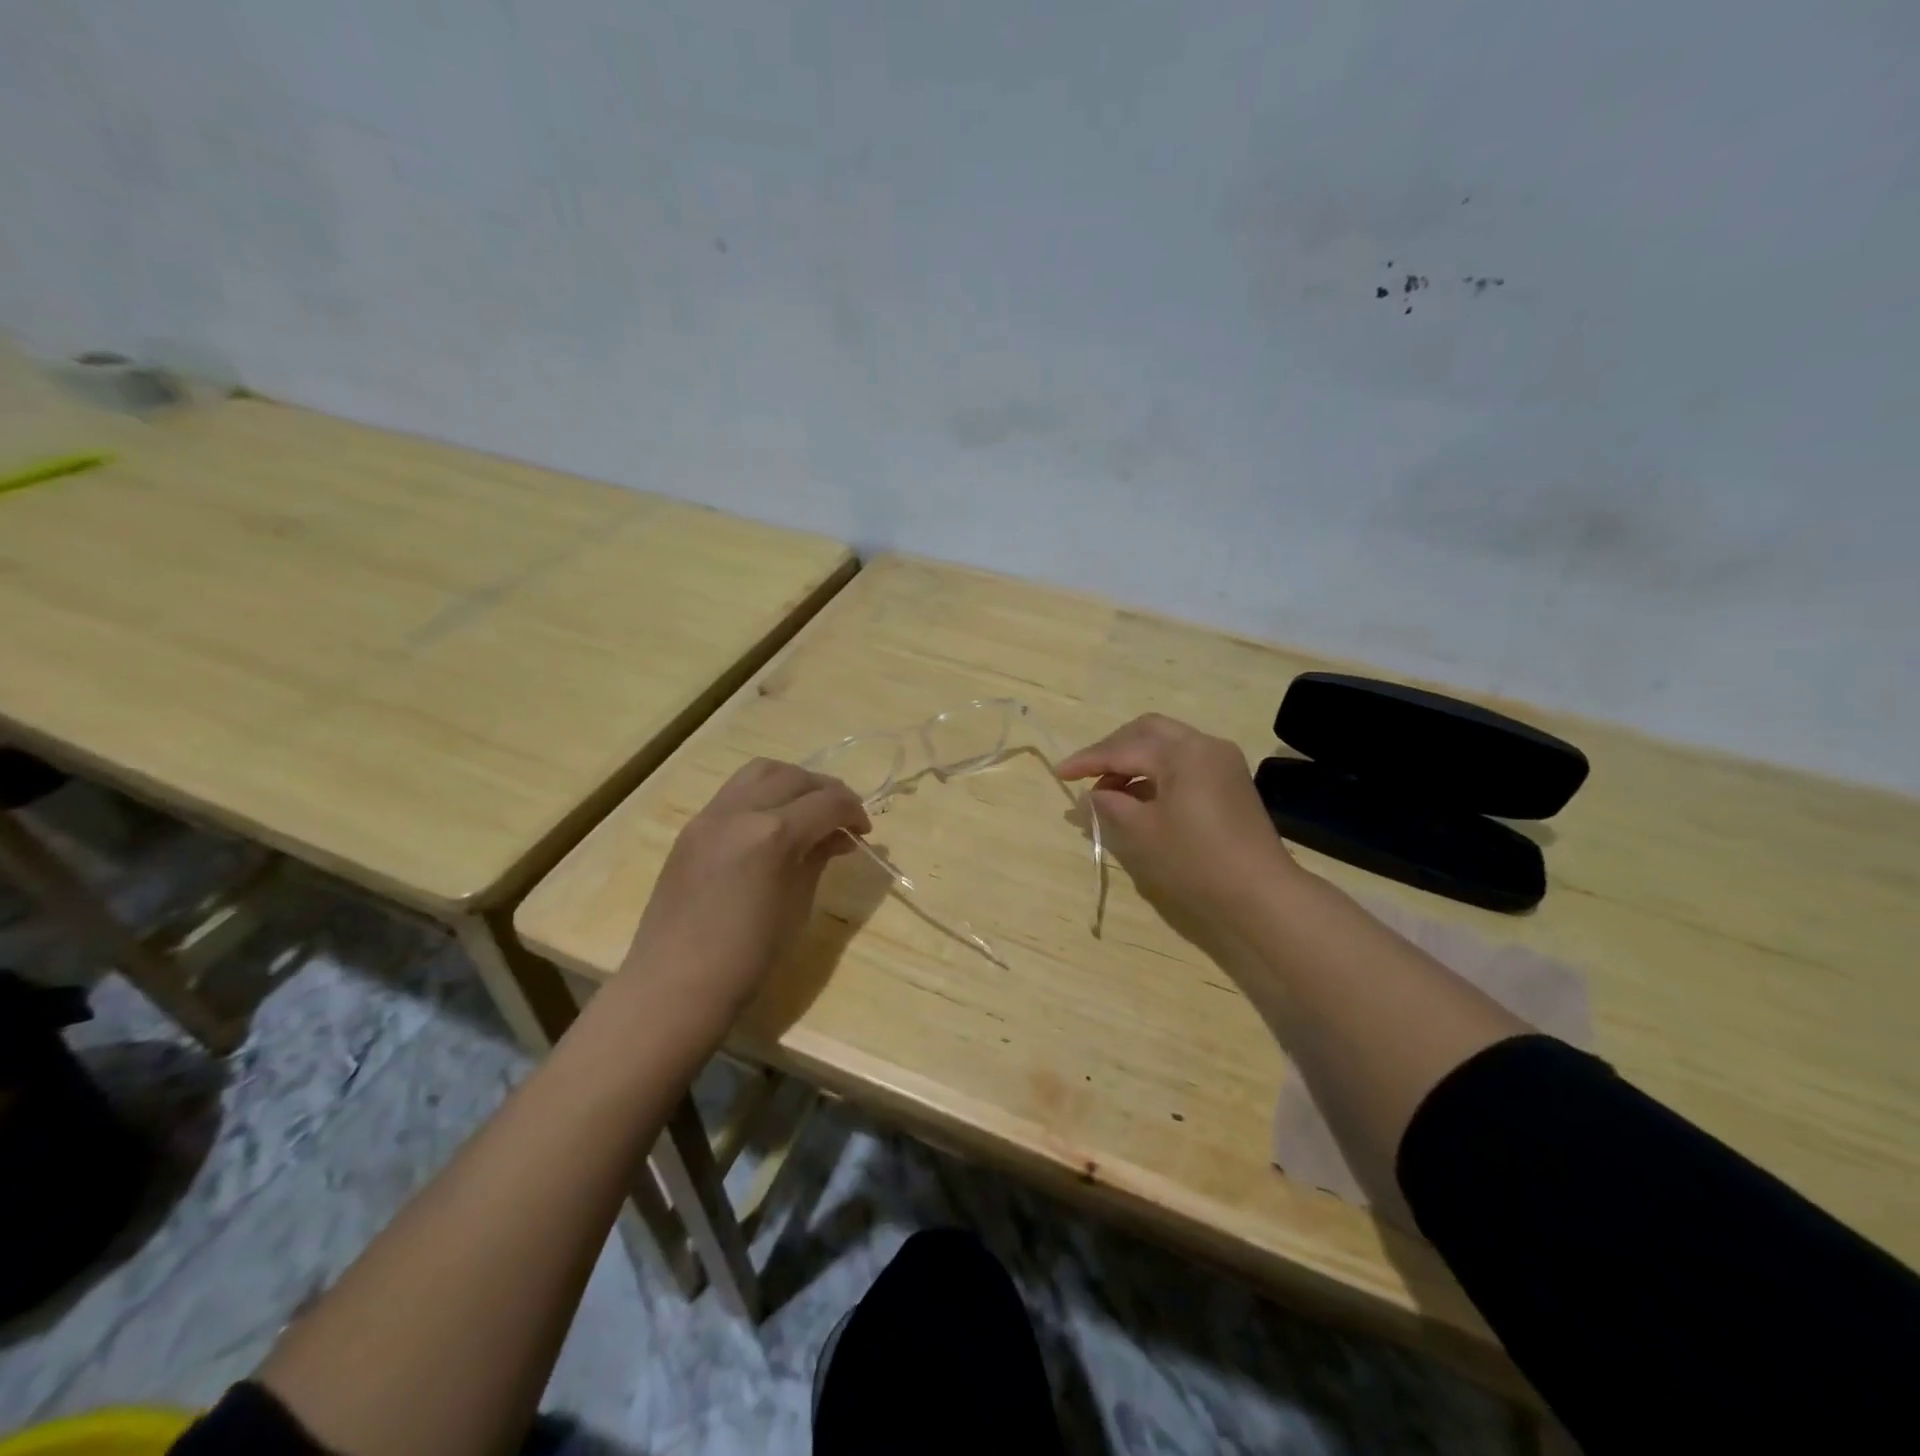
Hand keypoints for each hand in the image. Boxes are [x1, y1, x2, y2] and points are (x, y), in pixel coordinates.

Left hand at [620, 758, 870, 1017]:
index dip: (854, 811)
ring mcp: (709, 816)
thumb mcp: (797, 905)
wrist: (675, 985)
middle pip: (795, 777)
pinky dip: (763, 794)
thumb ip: (817, 858)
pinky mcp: (691, 828)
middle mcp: (739, 812)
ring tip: (807, 809)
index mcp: (772, 834)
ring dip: (793, 782)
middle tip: (842, 818)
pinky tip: (773, 822)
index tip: (864, 832)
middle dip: (827, 791)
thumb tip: (837, 836)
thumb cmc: (747, 957)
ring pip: (761, 771)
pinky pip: (734, 792)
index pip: (827, 802)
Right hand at [1059, 714, 1298, 930]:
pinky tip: (1138, 796)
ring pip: (1166, 744)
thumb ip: (1110, 805)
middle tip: (1086, 775)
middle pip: (1146, 731)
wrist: (1261, 895)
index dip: (1087, 760)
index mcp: (1182, 752)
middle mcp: (1204, 744)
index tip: (1059, 773)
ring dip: (1133, 760)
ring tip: (1108, 791)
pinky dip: (1155, 771)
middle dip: (1112, 749)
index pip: (1123, 748)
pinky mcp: (1229, 780)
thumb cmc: (1196, 862)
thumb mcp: (1142, 833)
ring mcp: (1221, 761)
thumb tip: (1090, 795)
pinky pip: (1182, 761)